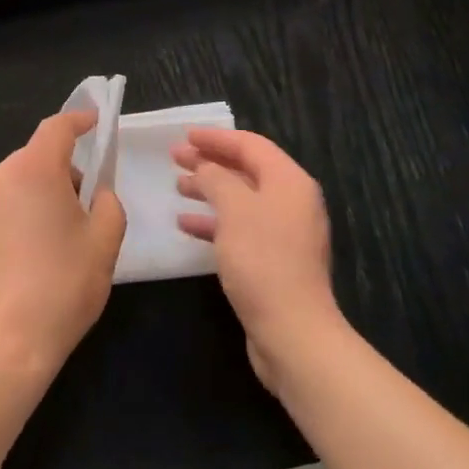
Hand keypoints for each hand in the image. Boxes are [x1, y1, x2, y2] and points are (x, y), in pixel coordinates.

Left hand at [0, 111, 126, 379]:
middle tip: (85, 204)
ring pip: (16, 185)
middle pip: (36, 158)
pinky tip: (29, 258)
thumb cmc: (63, 286)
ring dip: (38, 196)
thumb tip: (97, 193)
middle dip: (62, 170)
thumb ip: (109, 203)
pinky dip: (17, 218)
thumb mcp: (105, 241)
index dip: (78, 121)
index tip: (94, 122)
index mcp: (34, 170)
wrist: (5, 345)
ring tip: (57, 238)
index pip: (57, 128)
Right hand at [173, 128, 343, 394]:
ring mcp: (284, 233)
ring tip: (178, 187)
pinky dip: (215, 222)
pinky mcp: (274, 261)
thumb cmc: (262, 260)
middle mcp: (292, 202)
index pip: (251, 145)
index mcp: (289, 181)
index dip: (216, 137)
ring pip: (241, 199)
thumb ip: (217, 178)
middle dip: (210, 162)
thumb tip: (207, 167)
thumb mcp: (234, 209)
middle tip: (175, 158)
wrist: (293, 333)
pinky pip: (240, 228)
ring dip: (209, 190)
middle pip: (246, 170)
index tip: (185, 136)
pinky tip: (186, 225)